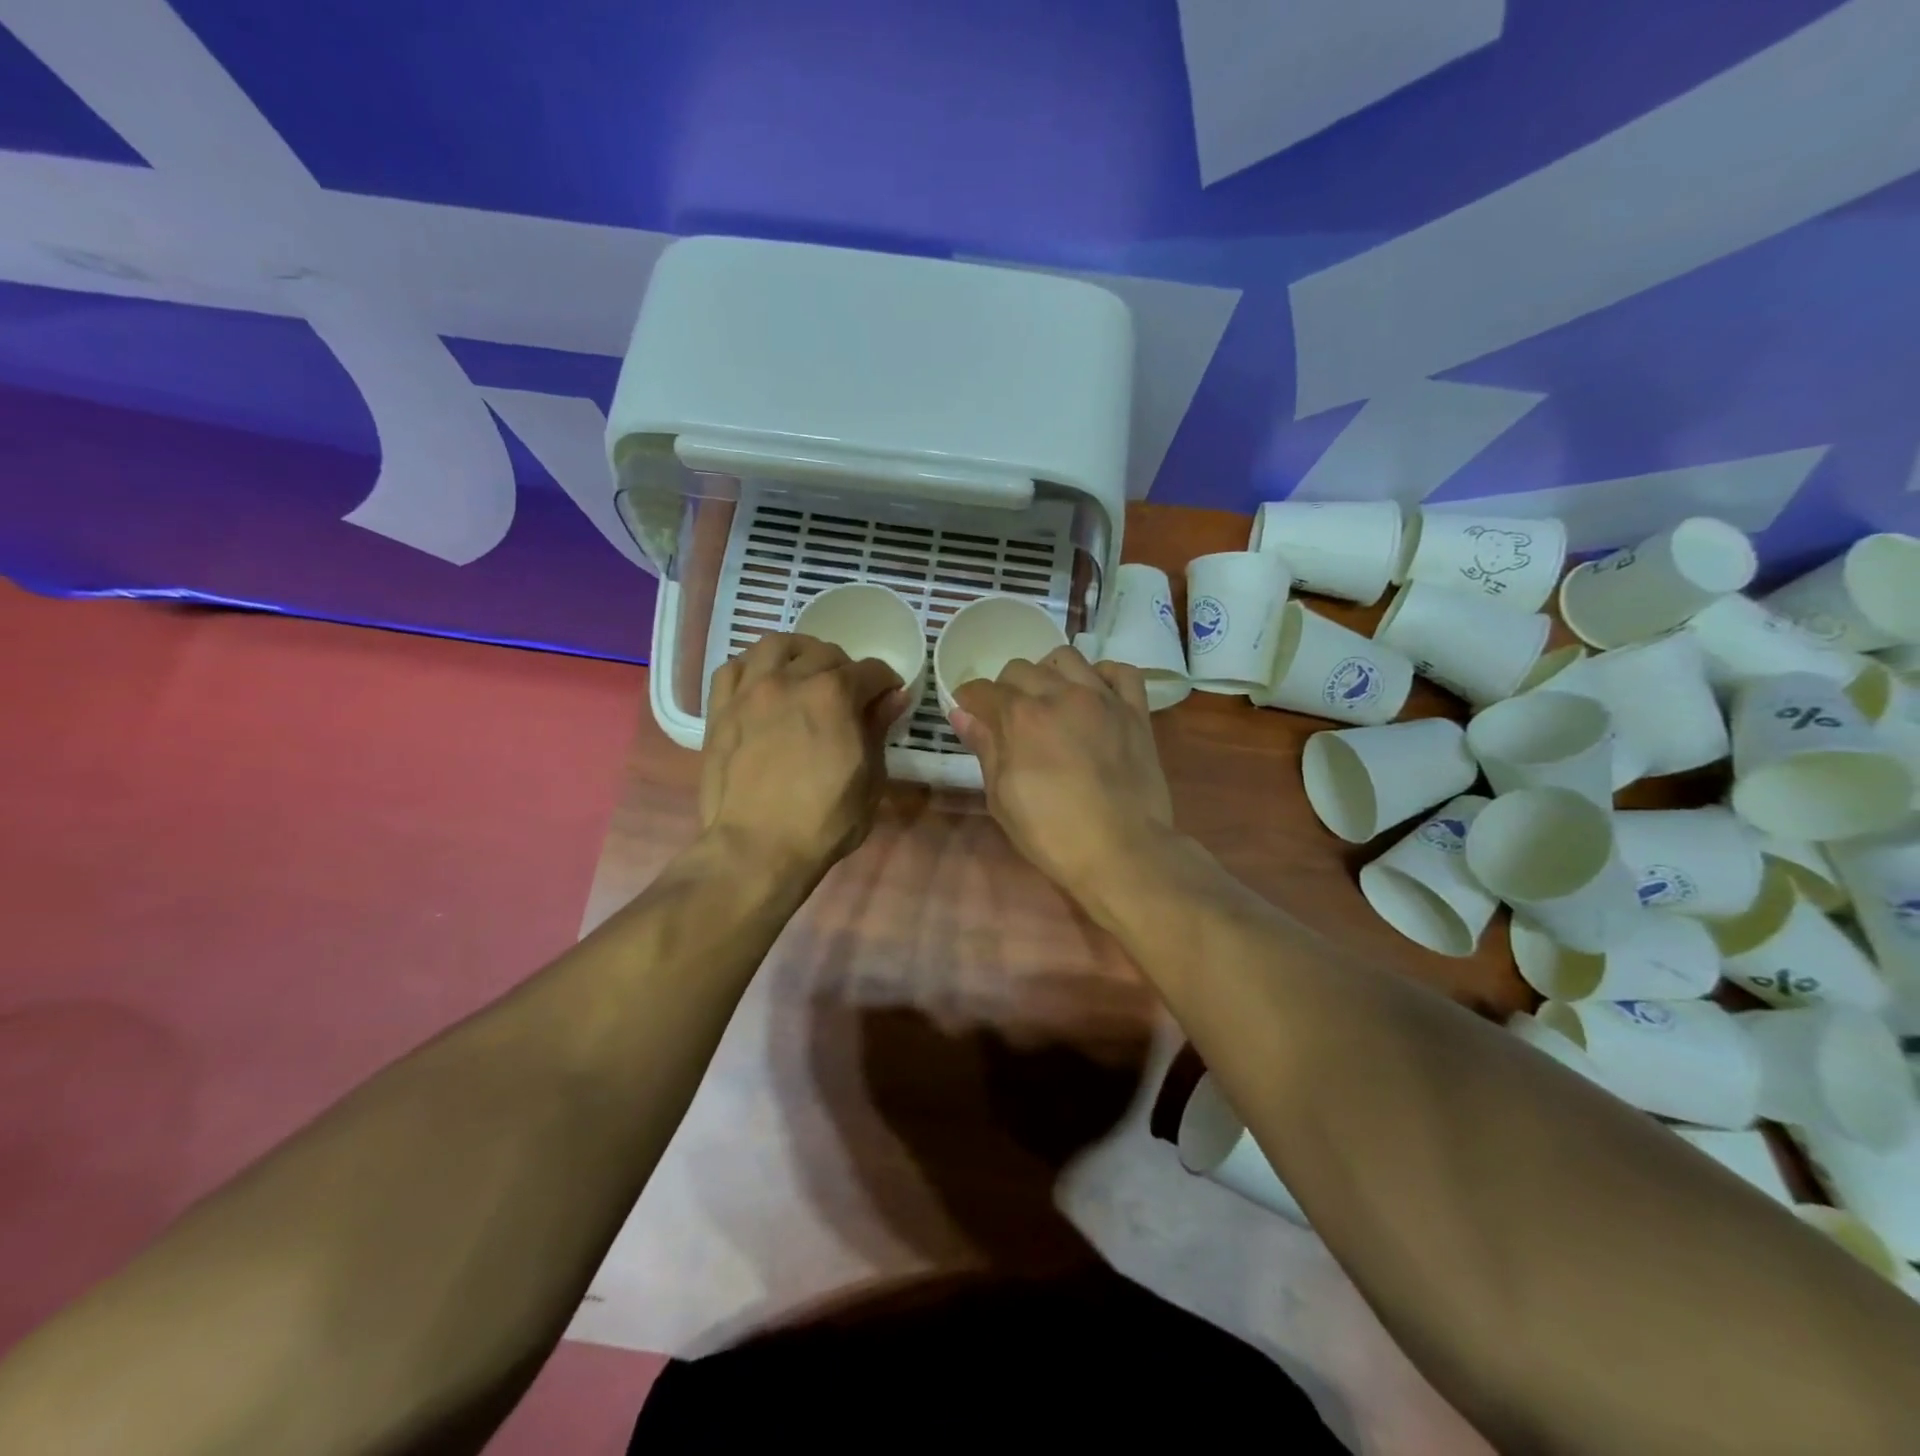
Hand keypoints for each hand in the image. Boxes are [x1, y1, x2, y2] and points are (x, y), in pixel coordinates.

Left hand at [701, 633, 906, 876]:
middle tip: (850, 694)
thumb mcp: (870, 778)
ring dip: (798, 653)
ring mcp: (750, 692)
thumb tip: (894, 697)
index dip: (886, 682)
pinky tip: (762, 685)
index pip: (871, 671)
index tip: (889, 696)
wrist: (757, 847)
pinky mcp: (720, 710)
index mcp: (834, 695)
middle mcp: (791, 680)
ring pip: (775, 646)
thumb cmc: (824, 820)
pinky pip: (734, 668)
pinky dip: (753, 668)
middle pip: (825, 653)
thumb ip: (878, 729)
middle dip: (846, 668)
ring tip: (804, 673)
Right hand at [950, 647, 1173, 899]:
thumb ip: (984, 748)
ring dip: (1049, 672)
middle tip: (1009, 717)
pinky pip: (1121, 672)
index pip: (983, 689)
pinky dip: (1103, 675)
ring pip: (1067, 658)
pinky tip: (1095, 693)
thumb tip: (961, 713)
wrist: (1122, 852)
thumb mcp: (1002, 797)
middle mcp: (1059, 694)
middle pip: (1021, 668)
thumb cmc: (1052, 833)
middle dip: (1006, 688)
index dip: (970, 700)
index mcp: (1021, 717)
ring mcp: (1102, 699)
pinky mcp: (1135, 711)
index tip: (970, 714)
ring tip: (1049, 699)